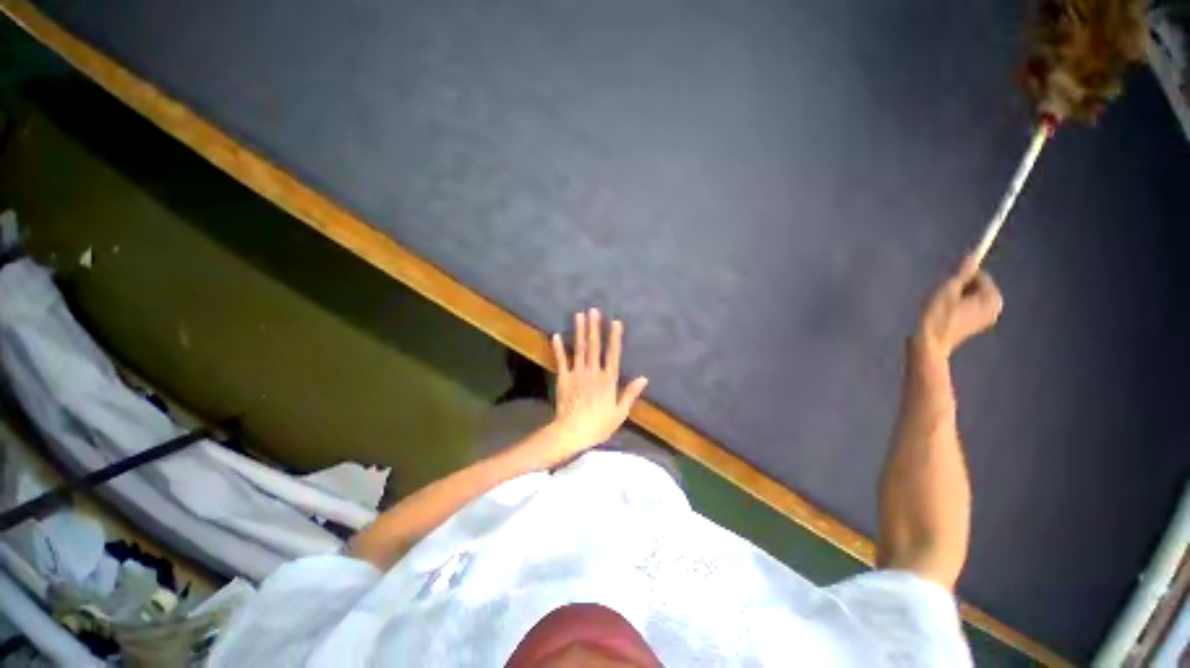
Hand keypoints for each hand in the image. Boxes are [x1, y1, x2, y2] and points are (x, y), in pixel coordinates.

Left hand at [547, 308, 648, 458]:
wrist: (572, 433)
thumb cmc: (599, 425)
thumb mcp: (620, 413)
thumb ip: (630, 393)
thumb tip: (644, 378)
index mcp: (608, 380)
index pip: (613, 354)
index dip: (614, 337)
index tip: (615, 322)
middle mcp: (593, 372)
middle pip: (594, 346)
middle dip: (594, 327)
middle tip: (593, 310)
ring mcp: (577, 373)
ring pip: (579, 348)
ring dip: (579, 331)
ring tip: (579, 315)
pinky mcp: (563, 378)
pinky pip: (561, 360)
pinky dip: (558, 348)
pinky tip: (556, 335)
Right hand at [914, 255, 1003, 358]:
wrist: (929, 344)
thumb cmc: (937, 316)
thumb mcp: (947, 290)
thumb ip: (962, 273)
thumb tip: (972, 255)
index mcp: (991, 297)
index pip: (978, 275)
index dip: (959, 278)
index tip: (945, 287)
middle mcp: (995, 306)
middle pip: (976, 286)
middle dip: (959, 288)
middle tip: (941, 298)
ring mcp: (987, 318)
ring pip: (971, 296)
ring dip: (956, 298)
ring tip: (940, 308)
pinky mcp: (977, 325)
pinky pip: (969, 307)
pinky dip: (957, 307)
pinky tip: (944, 316)